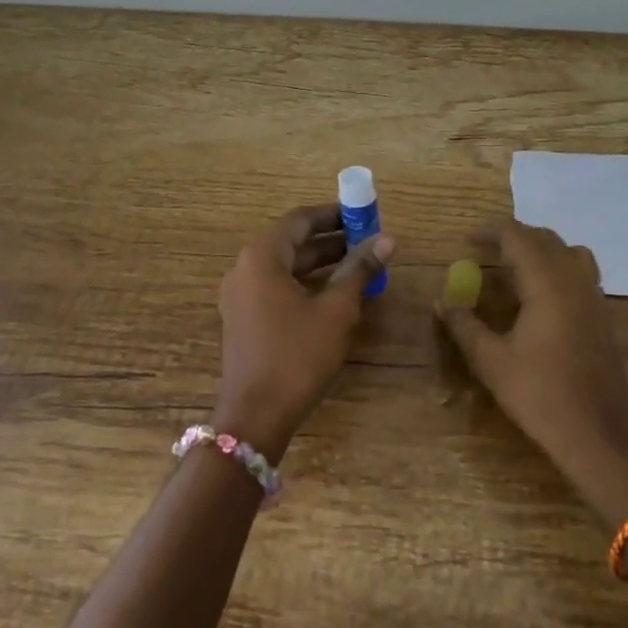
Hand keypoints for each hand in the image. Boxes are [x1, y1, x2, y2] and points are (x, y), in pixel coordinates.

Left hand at [216, 204, 393, 462]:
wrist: (256, 414)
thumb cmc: (297, 355)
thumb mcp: (336, 310)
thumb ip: (360, 270)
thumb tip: (387, 239)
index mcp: (262, 256)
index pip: (300, 219)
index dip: (333, 213)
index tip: (363, 213)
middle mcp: (244, 268)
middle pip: (291, 241)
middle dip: (330, 239)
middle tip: (367, 239)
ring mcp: (240, 295)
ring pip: (285, 266)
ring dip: (319, 262)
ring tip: (359, 264)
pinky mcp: (243, 318)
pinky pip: (276, 286)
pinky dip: (304, 283)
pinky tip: (334, 293)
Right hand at [437, 220, 627, 525]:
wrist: (599, 435)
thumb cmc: (541, 395)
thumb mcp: (491, 361)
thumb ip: (464, 326)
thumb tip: (442, 302)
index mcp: (548, 283)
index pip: (517, 236)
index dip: (490, 232)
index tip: (466, 240)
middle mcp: (575, 280)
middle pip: (545, 238)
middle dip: (513, 238)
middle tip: (484, 251)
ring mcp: (594, 297)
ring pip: (568, 252)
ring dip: (539, 250)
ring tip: (513, 268)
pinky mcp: (603, 316)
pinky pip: (580, 273)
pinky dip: (556, 269)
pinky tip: (538, 297)